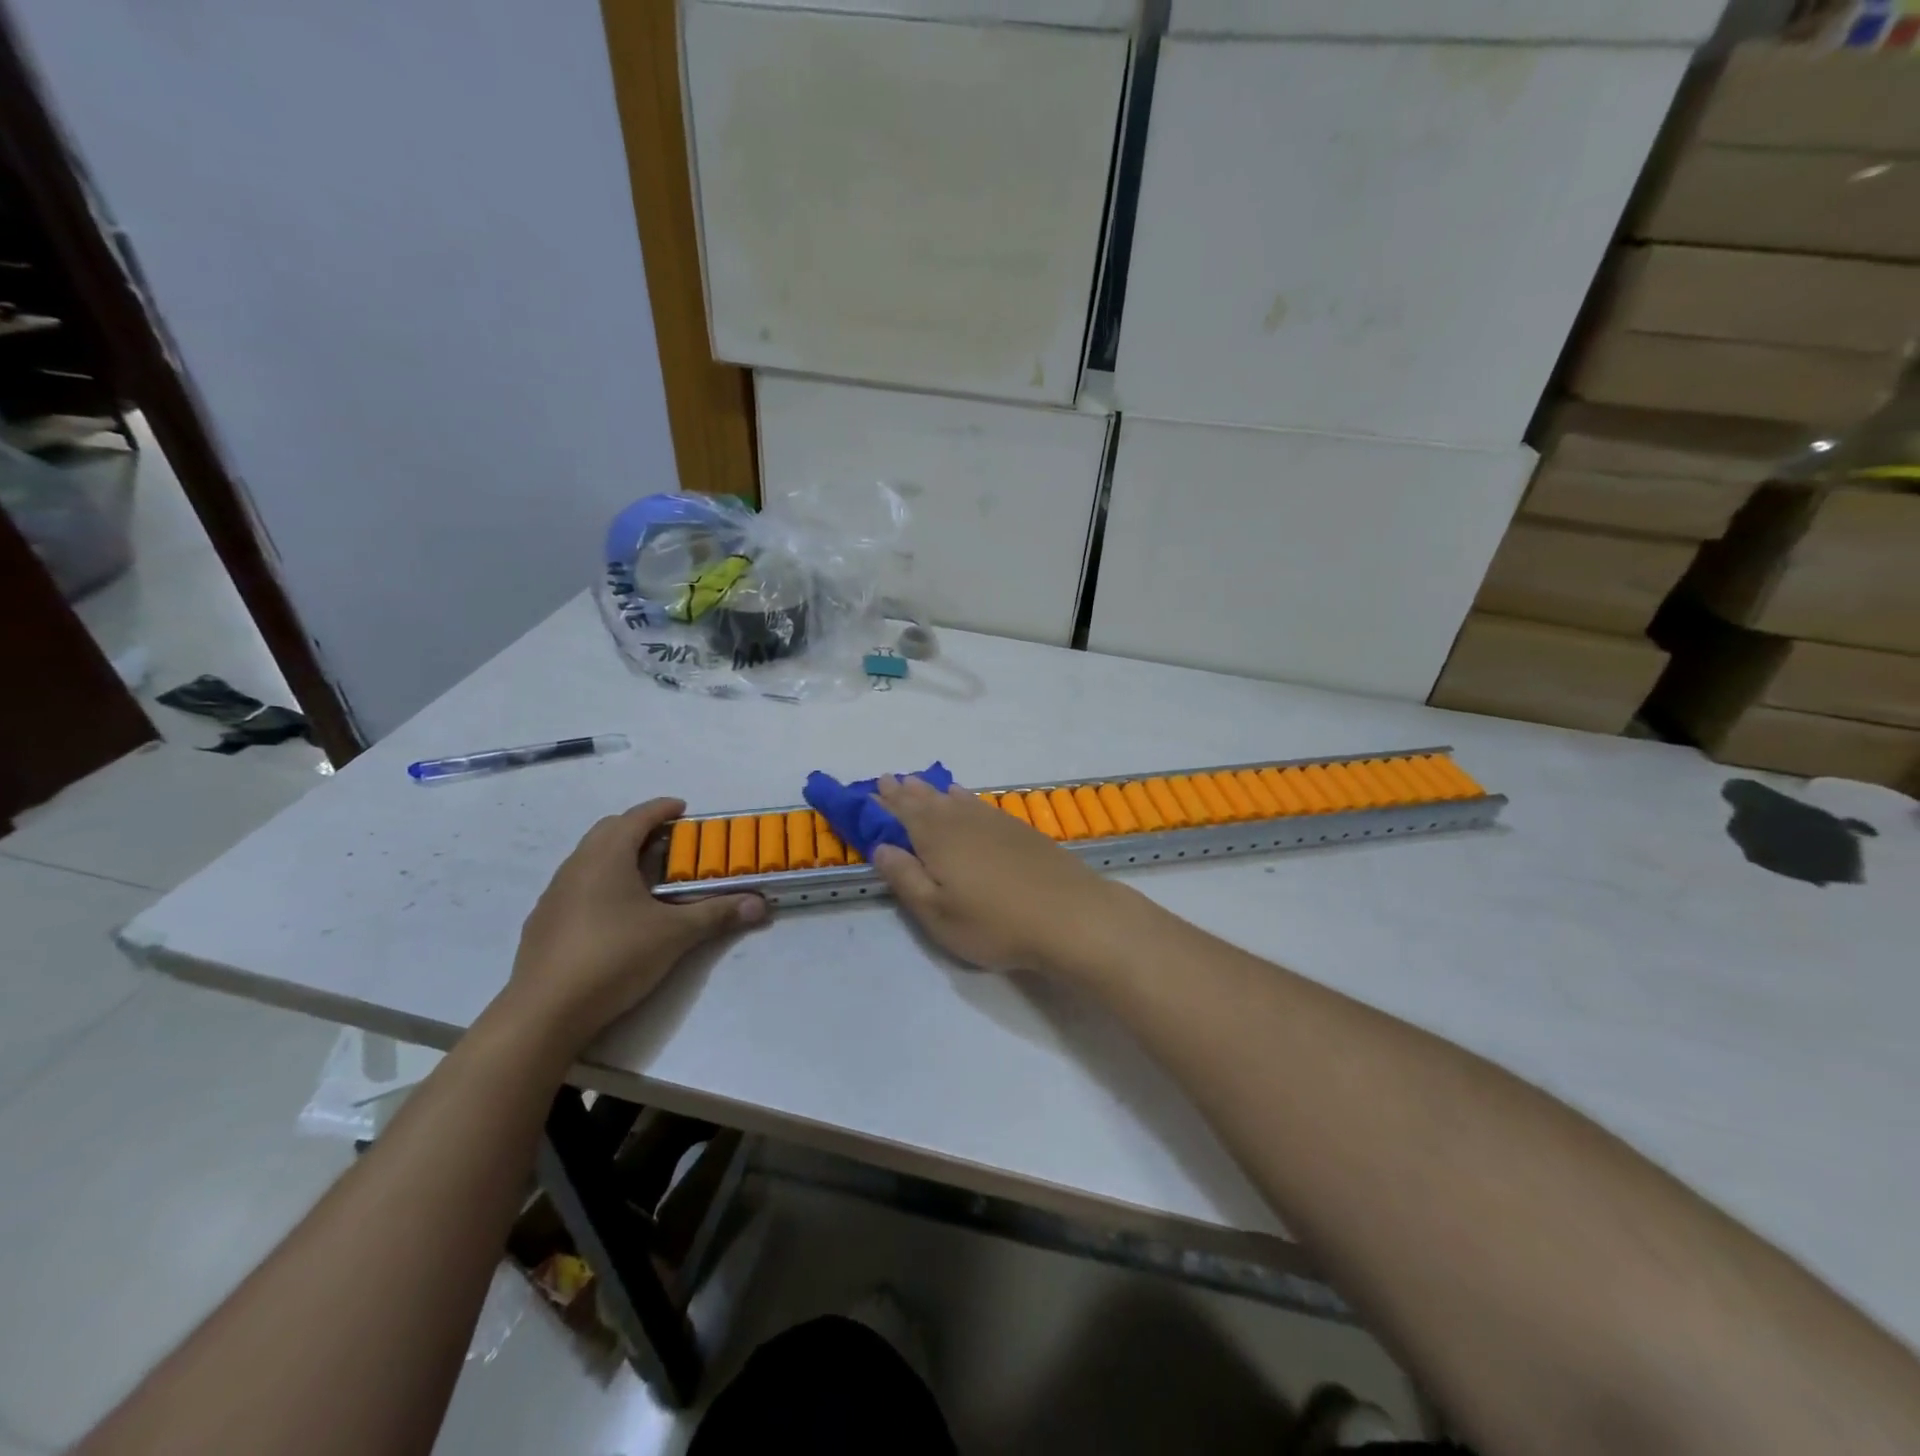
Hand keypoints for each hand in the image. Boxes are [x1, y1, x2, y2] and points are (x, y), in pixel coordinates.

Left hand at [504, 799, 765, 1049]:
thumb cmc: (614, 957)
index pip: (636, 817)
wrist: (545, 1012)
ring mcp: (553, 895)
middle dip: (639, 828)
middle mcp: (576, 866)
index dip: (661, 808)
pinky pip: (575, 887)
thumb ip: (717, 914)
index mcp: (606, 857)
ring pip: (588, 859)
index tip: (683, 808)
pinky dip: (599, 884)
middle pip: (608, 831)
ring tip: (645, 877)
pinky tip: (614, 914)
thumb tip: (760, 904)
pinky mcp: (542, 923)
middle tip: (669, 841)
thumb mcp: (675, 935)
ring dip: (617, 856)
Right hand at [869, 776, 1121, 972]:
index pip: (903, 814)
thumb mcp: (938, 913)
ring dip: (934, 791)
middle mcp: (962, 822)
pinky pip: (980, 804)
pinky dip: (965, 797)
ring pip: (955, 799)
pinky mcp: (1019, 830)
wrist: (1070, 915)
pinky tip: (965, 798)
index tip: (870, 790)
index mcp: (937, 839)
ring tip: (919, 783)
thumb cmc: (995, 923)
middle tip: (890, 779)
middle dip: (906, 792)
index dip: (885, 803)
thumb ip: (906, 878)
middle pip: (928, 801)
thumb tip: (881, 846)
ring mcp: (994, 823)